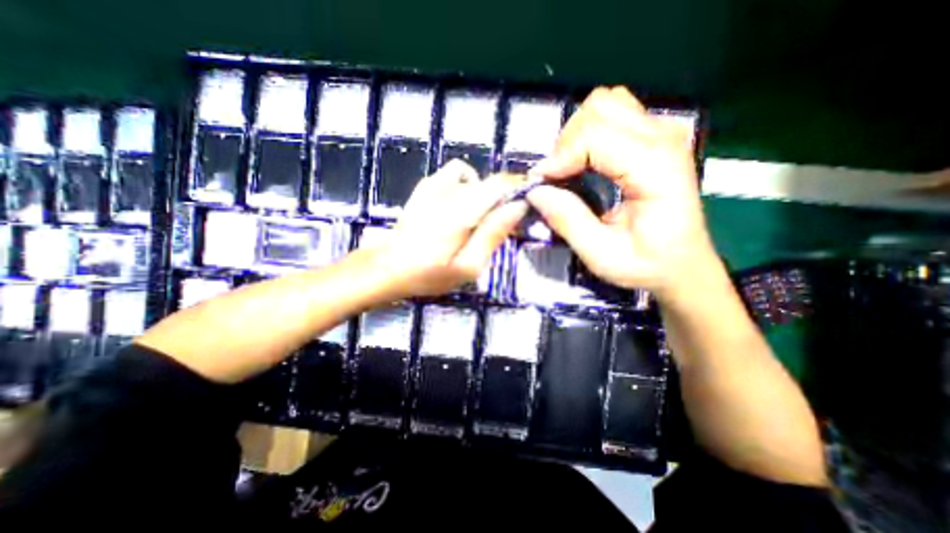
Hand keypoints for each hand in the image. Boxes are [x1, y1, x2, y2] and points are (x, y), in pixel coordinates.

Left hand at [365, 159, 531, 298]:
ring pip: (474, 179)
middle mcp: (450, 190)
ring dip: (483, 194)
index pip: (500, 185)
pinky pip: (454, 175)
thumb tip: (518, 207)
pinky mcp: (425, 187)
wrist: (388, 267)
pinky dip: (464, 185)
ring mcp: (434, 185)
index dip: (517, 191)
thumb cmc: (429, 274)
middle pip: (489, 182)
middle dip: (502, 200)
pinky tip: (459, 207)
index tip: (523, 209)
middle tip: (499, 226)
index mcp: (463, 211)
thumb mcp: (468, 265)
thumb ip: (493, 234)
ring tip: (477, 219)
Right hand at [523, 90, 716, 302]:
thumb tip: (535, 191)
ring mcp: (662, 132)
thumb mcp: (602, 255)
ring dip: (577, 134)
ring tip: (570, 169)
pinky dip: (589, 133)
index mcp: (657, 168)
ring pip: (606, 103)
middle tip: (556, 179)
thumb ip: (568, 222)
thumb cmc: (647, 264)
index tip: (540, 184)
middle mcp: (663, 138)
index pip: (596, 136)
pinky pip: (613, 114)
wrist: (683, 264)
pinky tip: (585, 162)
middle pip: (599, 108)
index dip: (560, 157)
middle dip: (566, 142)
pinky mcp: (654, 136)